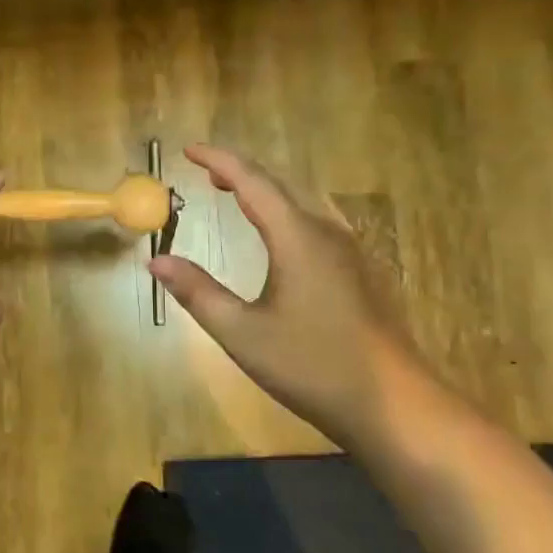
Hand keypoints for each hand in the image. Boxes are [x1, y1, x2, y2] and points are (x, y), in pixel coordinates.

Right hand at [148, 145, 428, 449]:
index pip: (251, 181)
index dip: (218, 160)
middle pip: (280, 182)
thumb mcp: (242, 333)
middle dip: (241, 170)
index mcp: (296, 237)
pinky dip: (287, 208)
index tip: (188, 149)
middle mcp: (326, 232)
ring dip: (267, 188)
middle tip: (206, 171)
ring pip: (303, 199)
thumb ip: (198, 292)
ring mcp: (349, 250)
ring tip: (237, 193)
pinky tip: (281, 233)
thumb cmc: (313, 365)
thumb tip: (157, 261)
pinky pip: (317, 219)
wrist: (395, 403)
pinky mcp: (360, 270)